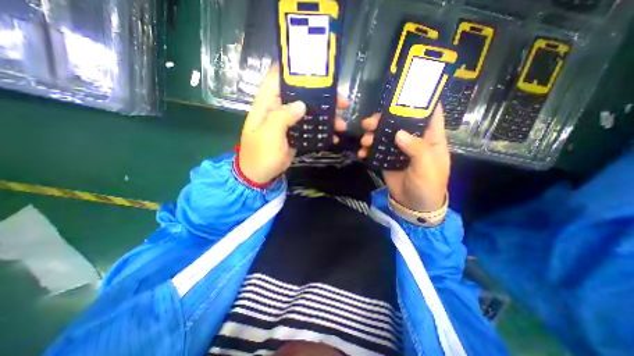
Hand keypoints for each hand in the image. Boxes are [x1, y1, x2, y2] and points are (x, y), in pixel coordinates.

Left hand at [239, 64, 348, 183]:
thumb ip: (282, 117)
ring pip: (309, 111)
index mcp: (267, 103)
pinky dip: (321, 130)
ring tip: (341, 124)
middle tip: (342, 102)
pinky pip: (310, 127)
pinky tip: (333, 136)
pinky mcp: (294, 133)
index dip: (294, 69)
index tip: (317, 71)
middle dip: (322, 96)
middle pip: (301, 94)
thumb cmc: (260, 155)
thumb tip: (301, 105)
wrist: (259, 175)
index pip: (278, 76)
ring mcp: (288, 121)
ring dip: (326, 116)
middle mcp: (278, 108)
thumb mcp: (269, 135)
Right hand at [356, 104, 450, 211]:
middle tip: (369, 122)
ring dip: (372, 134)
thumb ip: (416, 148)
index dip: (419, 101)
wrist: (413, 204)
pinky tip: (362, 153)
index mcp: (430, 137)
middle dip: (383, 119)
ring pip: (384, 134)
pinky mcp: (386, 158)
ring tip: (364, 140)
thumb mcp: (427, 166)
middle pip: (399, 122)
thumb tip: (399, 133)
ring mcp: (398, 148)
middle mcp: (413, 139)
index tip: (403, 92)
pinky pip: (376, 149)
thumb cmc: (428, 184)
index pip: (429, 113)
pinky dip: (368, 149)